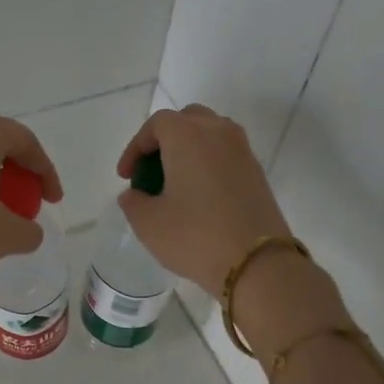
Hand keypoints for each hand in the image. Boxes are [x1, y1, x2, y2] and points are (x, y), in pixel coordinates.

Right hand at [116, 104, 292, 294]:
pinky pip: (226, 155)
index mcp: (187, 135)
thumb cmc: (195, 237)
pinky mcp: (257, 173)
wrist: (257, 263)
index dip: (136, 147)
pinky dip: (208, 165)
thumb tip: (134, 194)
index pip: (156, 124)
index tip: (126, 177)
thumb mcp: (148, 223)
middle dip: (165, 141)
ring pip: (210, 135)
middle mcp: (218, 132)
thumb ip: (133, 202)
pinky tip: (199, 196)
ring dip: (189, 150)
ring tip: (175, 182)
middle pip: (187, 120)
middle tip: (151, 171)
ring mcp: (243, 151)